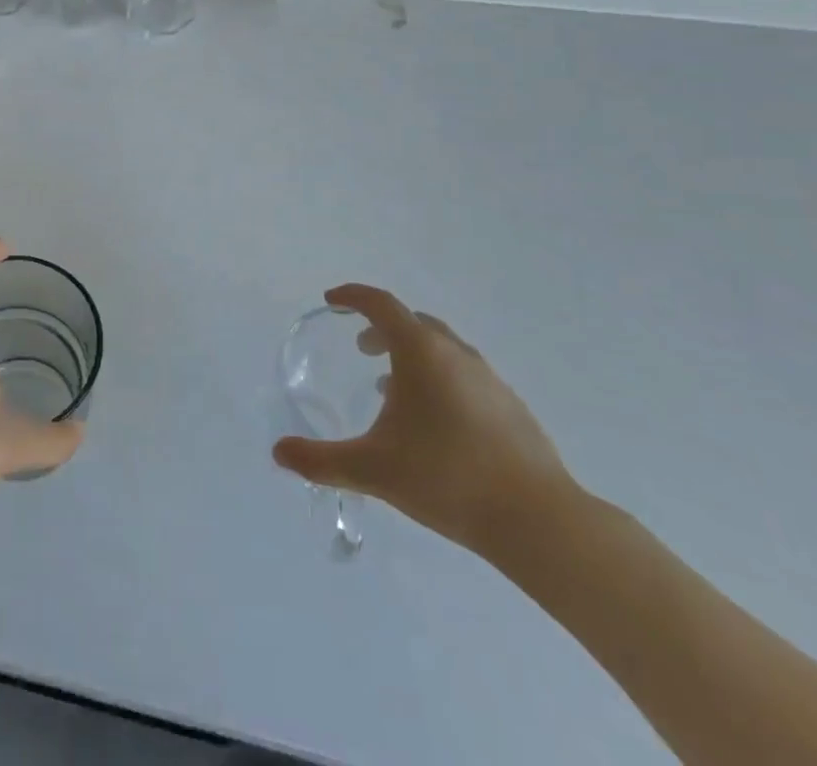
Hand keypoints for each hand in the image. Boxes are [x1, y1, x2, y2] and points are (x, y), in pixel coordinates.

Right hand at [273, 285, 572, 558]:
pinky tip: (435, 421)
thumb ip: (320, 461)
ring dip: (412, 354)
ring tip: (393, 388)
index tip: (332, 301)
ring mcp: (488, 378)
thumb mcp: (372, 470)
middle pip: (412, 322)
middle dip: (382, 327)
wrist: (537, 520)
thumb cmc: (446, 478)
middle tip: (362, 348)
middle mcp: (455, 353)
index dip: (352, 296)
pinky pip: (464, 373)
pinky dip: (439, 378)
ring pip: (441, 348)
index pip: (380, 304)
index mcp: (420, 352)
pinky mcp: (511, 405)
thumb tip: (279, 453)